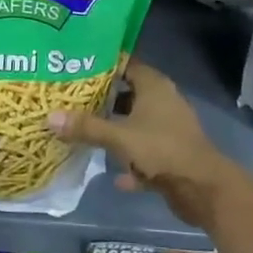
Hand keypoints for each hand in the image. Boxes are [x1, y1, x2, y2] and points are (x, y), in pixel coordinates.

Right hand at [47, 60, 250, 231]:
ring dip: (116, 130)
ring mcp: (169, 128)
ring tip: (85, 131)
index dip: (103, 64)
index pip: (126, 63)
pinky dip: (131, 161)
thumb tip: (49, 116)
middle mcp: (163, 101)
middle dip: (103, 98)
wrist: (203, 189)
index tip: (76, 67)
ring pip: (136, 123)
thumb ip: (86, 127)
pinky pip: (145, 152)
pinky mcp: (172, 153)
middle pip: (129, 93)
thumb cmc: (161, 149)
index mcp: (154, 86)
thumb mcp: (119, 137)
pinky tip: (115, 175)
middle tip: (72, 99)